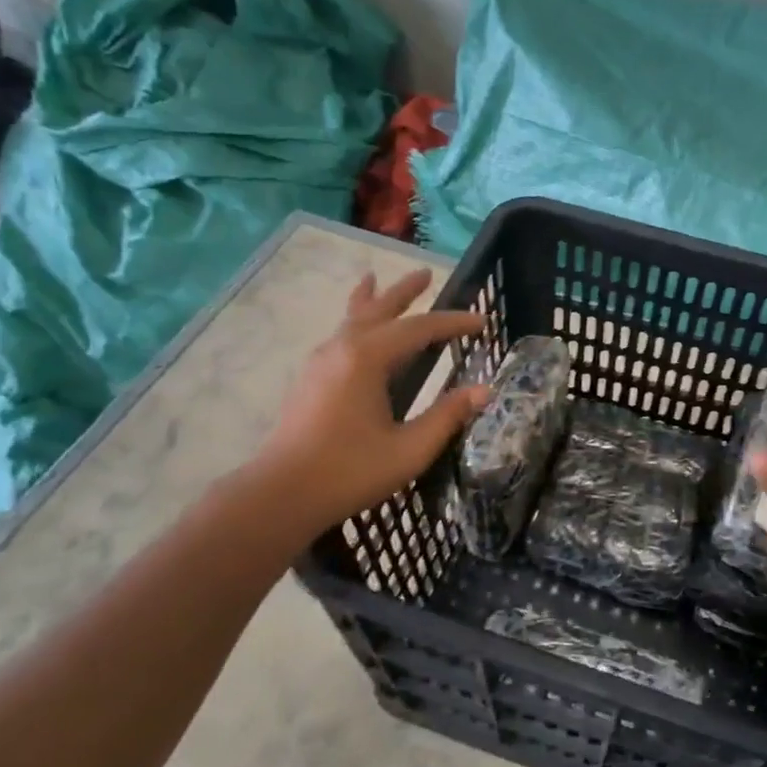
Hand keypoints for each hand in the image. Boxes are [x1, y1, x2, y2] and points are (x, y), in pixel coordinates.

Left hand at [252, 268, 488, 534]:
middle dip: (404, 292)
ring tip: (374, 279)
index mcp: (367, 358)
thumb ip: (447, 416)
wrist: (282, 493)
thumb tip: (484, 391)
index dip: (454, 324)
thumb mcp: (410, 449)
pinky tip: (355, 332)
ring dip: (372, 301)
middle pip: (378, 309)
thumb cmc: (350, 470)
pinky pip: (339, 336)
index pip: (419, 328)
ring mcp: (320, 362)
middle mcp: (342, 349)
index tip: (483, 322)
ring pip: (352, 319)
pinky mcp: (310, 379)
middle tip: (426, 273)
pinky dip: (353, 321)